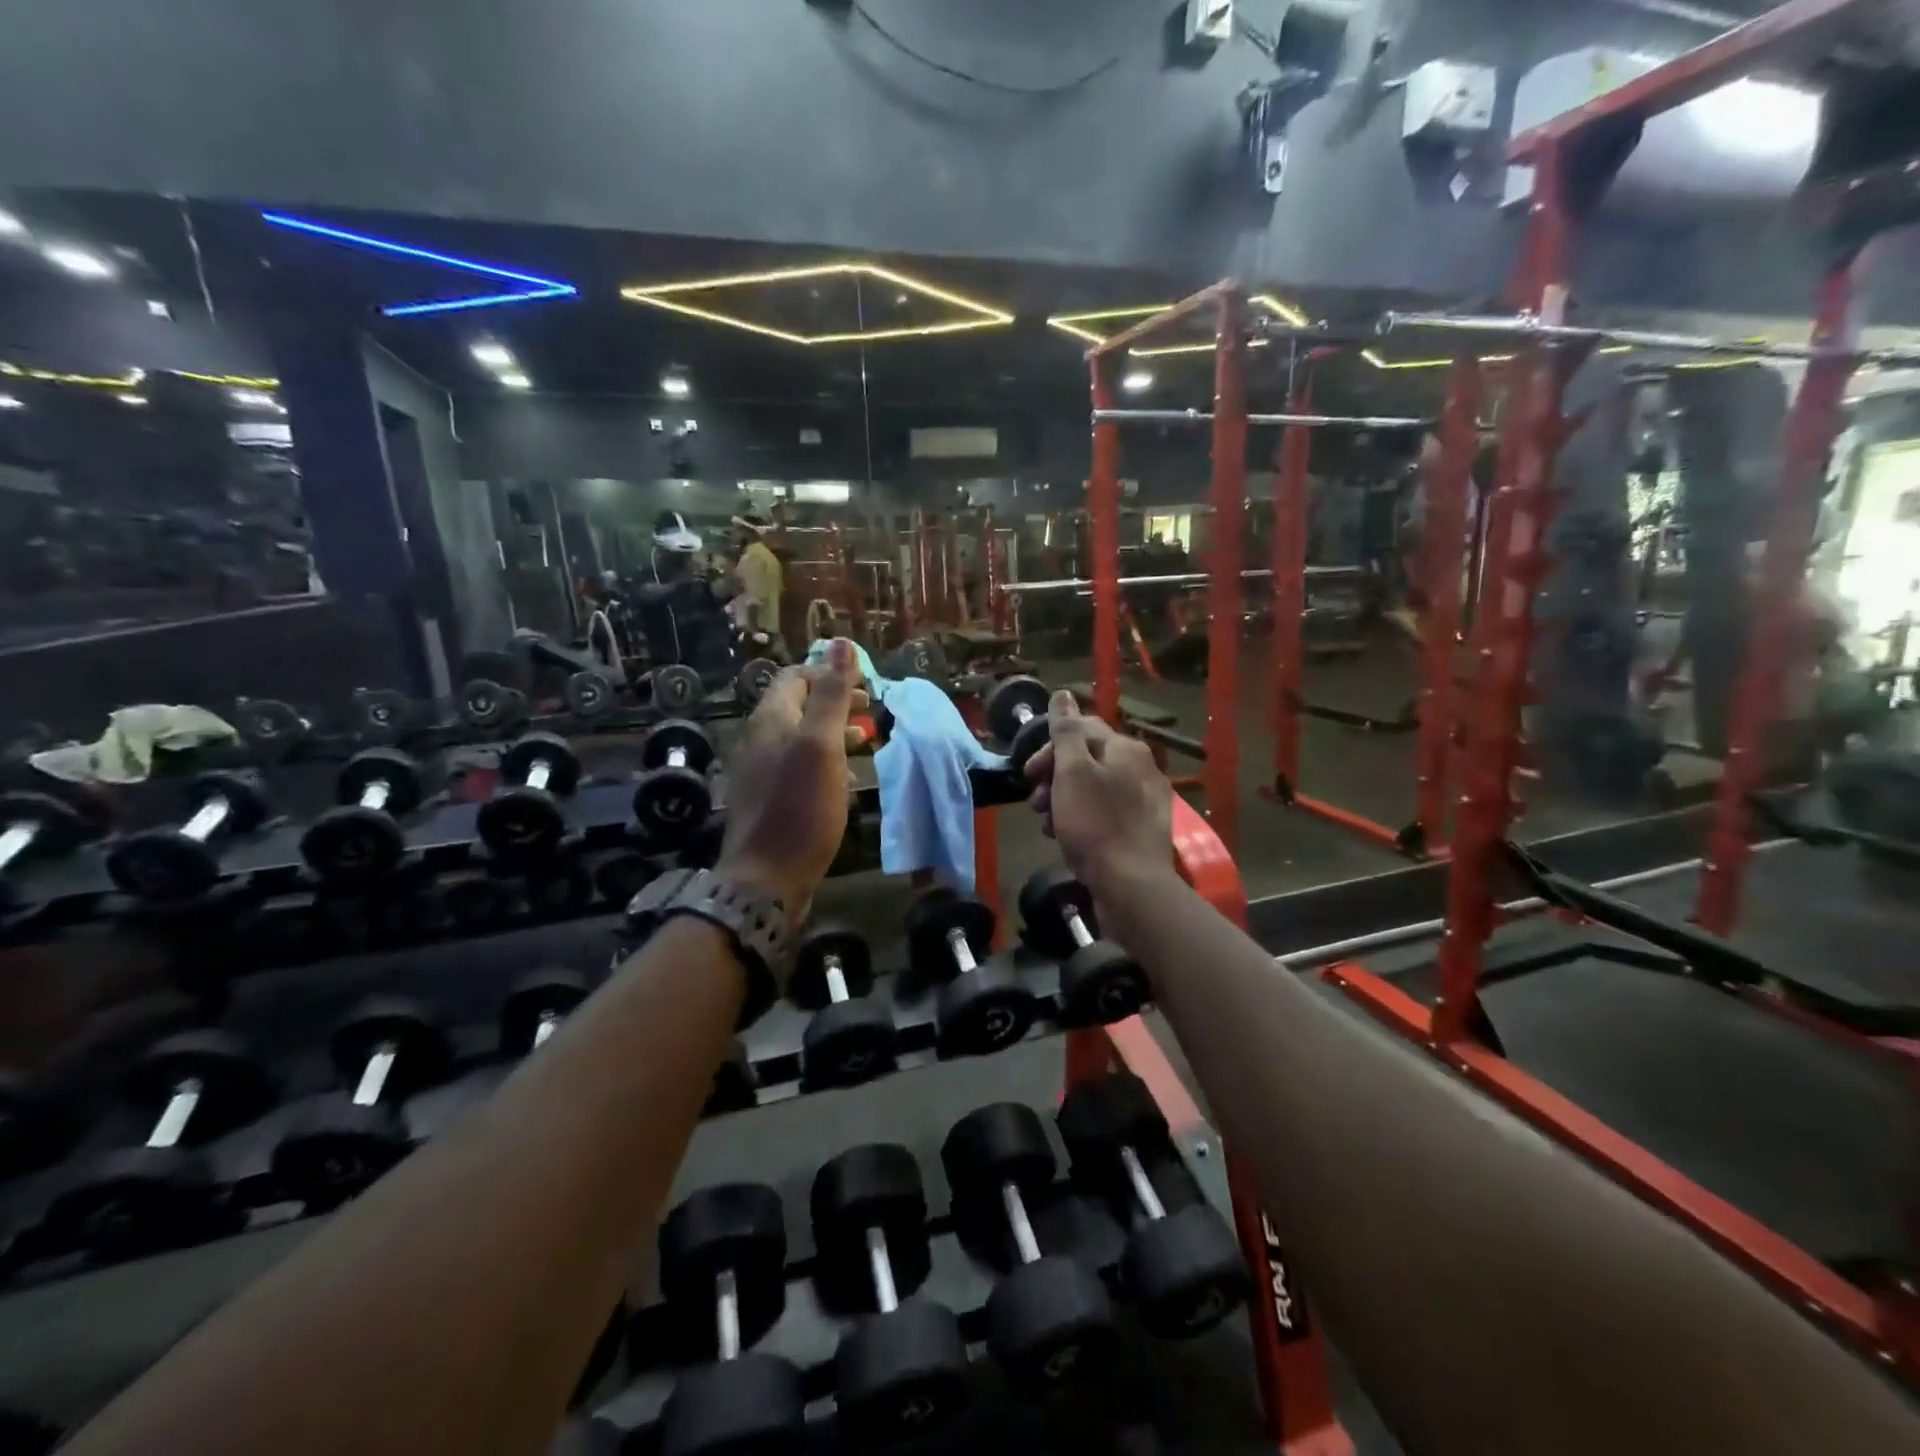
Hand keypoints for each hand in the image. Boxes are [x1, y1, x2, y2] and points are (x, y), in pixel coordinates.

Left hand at [716, 638, 868, 929]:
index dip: (829, 672)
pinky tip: (844, 777)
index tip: (865, 684)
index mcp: (771, 719)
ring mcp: (761, 770)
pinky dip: (824, 759)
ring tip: (864, 740)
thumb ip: (831, 694)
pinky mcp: (769, 798)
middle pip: (798, 704)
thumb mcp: (822, 745)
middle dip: (835, 700)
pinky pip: (798, 764)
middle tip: (870, 709)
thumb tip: (841, 642)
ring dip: (832, 730)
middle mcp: (760, 738)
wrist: (766, 879)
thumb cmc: (800, 807)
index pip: (796, 676)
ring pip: (800, 735)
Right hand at [1024, 691, 1173, 899]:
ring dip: (1063, 800)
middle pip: (1087, 759)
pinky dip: (1082, 819)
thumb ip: (1066, 732)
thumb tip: (1063, 694)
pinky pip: (1105, 813)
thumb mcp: (1072, 772)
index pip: (1082, 729)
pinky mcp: (1142, 829)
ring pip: (1093, 788)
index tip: (1029, 773)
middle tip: (1036, 802)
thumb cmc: (1095, 824)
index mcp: (1126, 749)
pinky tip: (1067, 839)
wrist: (1131, 886)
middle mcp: (1141, 768)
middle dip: (1054, 777)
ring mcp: (1144, 800)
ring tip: (1046, 825)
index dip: (1049, 748)